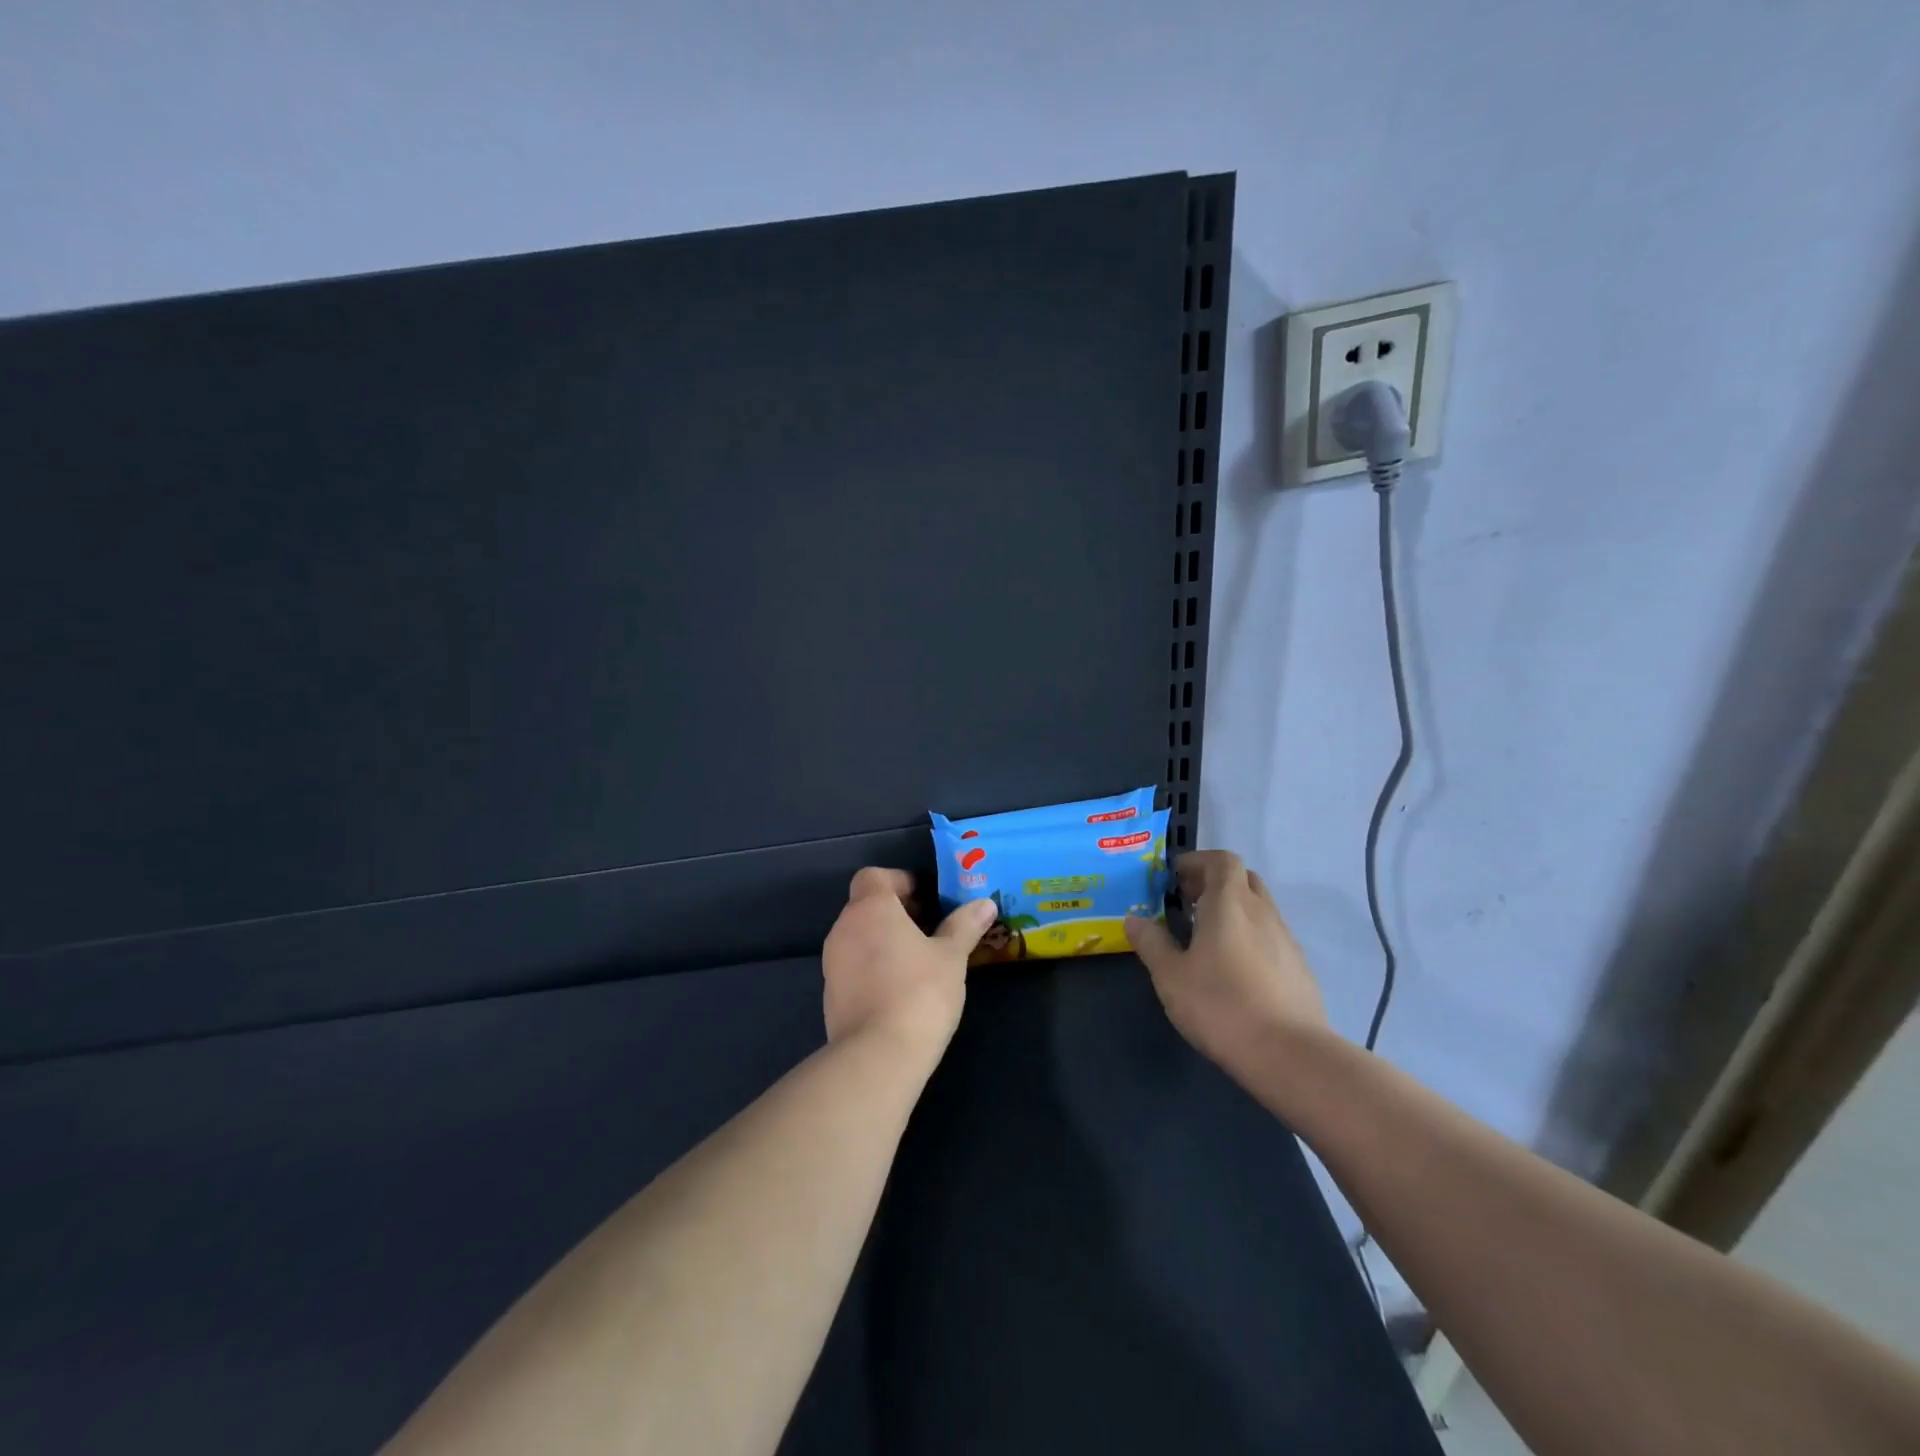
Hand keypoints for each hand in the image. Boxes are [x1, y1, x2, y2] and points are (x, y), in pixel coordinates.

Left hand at [822, 868, 996, 1058]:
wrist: (878, 1056)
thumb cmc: (919, 992)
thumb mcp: (951, 957)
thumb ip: (965, 926)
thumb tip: (985, 903)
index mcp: (871, 909)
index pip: (874, 876)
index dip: (900, 882)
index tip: (927, 900)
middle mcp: (844, 928)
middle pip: (866, 906)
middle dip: (897, 913)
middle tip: (931, 931)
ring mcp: (832, 962)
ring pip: (859, 937)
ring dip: (884, 941)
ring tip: (919, 962)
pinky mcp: (830, 994)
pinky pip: (853, 966)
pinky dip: (873, 967)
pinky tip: (900, 990)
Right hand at [1124, 850, 1328, 1083]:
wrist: (1290, 1055)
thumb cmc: (1221, 1006)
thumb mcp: (1171, 976)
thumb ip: (1151, 943)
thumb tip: (1134, 920)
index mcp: (1229, 903)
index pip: (1222, 860)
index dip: (1198, 862)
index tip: (1174, 878)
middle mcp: (1262, 912)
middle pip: (1242, 879)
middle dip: (1214, 883)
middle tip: (1187, 904)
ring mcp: (1286, 939)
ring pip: (1258, 908)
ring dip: (1233, 911)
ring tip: (1206, 939)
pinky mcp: (1299, 968)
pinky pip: (1270, 936)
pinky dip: (1249, 937)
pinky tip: (1234, 970)